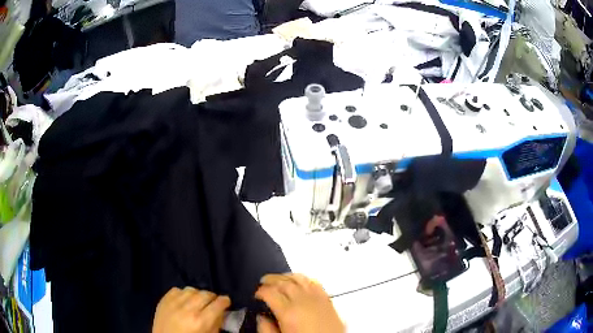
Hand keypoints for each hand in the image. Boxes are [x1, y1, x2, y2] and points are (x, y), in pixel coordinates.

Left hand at [152, 287, 230, 332]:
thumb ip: (216, 323)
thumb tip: (222, 312)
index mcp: (201, 321)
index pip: (218, 304)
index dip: (225, 301)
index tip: (226, 302)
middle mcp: (188, 309)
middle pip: (205, 294)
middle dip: (212, 297)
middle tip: (213, 302)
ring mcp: (174, 303)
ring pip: (191, 289)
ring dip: (198, 294)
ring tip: (198, 301)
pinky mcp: (163, 300)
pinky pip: (177, 290)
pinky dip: (183, 293)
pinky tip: (184, 301)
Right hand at [255, 274, 344, 332]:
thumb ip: (266, 328)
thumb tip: (261, 317)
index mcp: (288, 313)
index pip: (270, 293)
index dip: (260, 291)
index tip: (257, 294)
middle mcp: (302, 301)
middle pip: (283, 283)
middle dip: (270, 280)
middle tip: (263, 283)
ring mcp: (317, 299)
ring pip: (299, 279)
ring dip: (286, 277)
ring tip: (278, 280)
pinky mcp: (328, 301)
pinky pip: (315, 283)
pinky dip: (304, 279)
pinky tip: (300, 282)